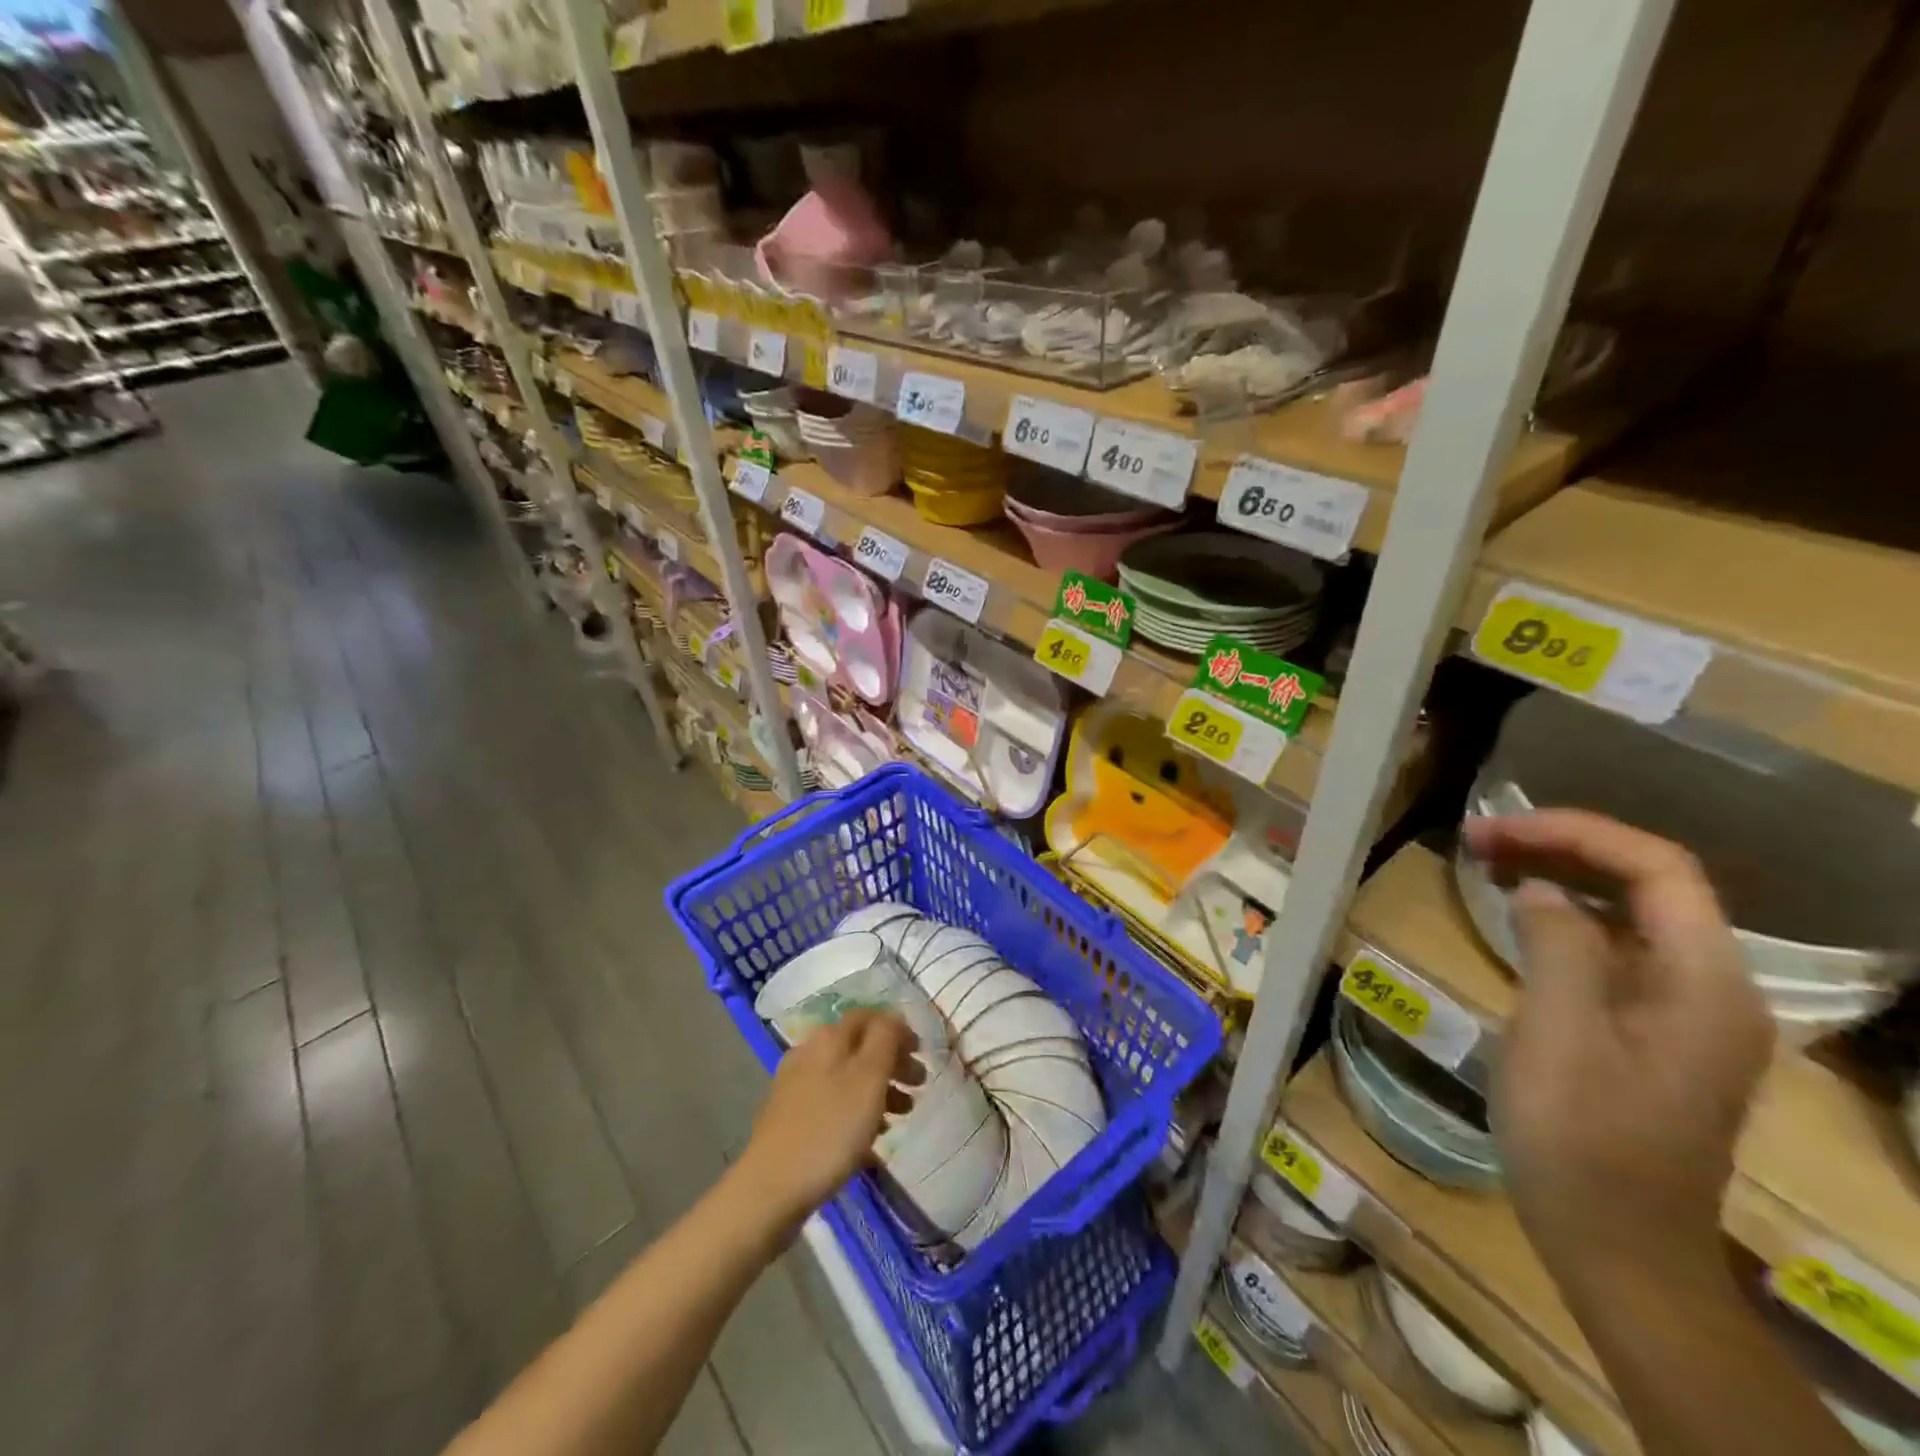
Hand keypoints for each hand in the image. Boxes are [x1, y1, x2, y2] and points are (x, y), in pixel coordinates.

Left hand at [734, 1010, 919, 1235]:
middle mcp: (809, 1053)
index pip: (870, 1016)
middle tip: (919, 1085)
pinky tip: (871, 1137)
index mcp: (828, 1037)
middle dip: (893, 1061)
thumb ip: (886, 1039)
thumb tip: (893, 1017)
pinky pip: (834, 1102)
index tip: (922, 1053)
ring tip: (903, 1114)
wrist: (770, 1189)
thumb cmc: (829, 1130)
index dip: (898, 1030)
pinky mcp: (791, 1118)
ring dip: (879, 1088)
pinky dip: (857, 1110)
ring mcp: (796, 1086)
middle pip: (860, 1046)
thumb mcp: (869, 1078)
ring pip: (848, 1076)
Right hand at [1464, 810, 1773, 1272]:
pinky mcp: (1652, 1032)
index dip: (1577, 832)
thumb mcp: (1558, 1033)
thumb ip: (1557, 944)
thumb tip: (1541, 889)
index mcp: (1705, 983)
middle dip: (1563, 847)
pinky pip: (1614, 948)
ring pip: (1630, 913)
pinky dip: (1565, 917)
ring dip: (1562, 875)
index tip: (1495, 829)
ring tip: (1487, 861)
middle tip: (1477, 839)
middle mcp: (1711, 988)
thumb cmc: (1582, 1137)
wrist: (1616, 1244)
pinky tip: (1518, 917)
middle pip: (1649, 884)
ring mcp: (1685, 1013)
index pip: (1659, 869)